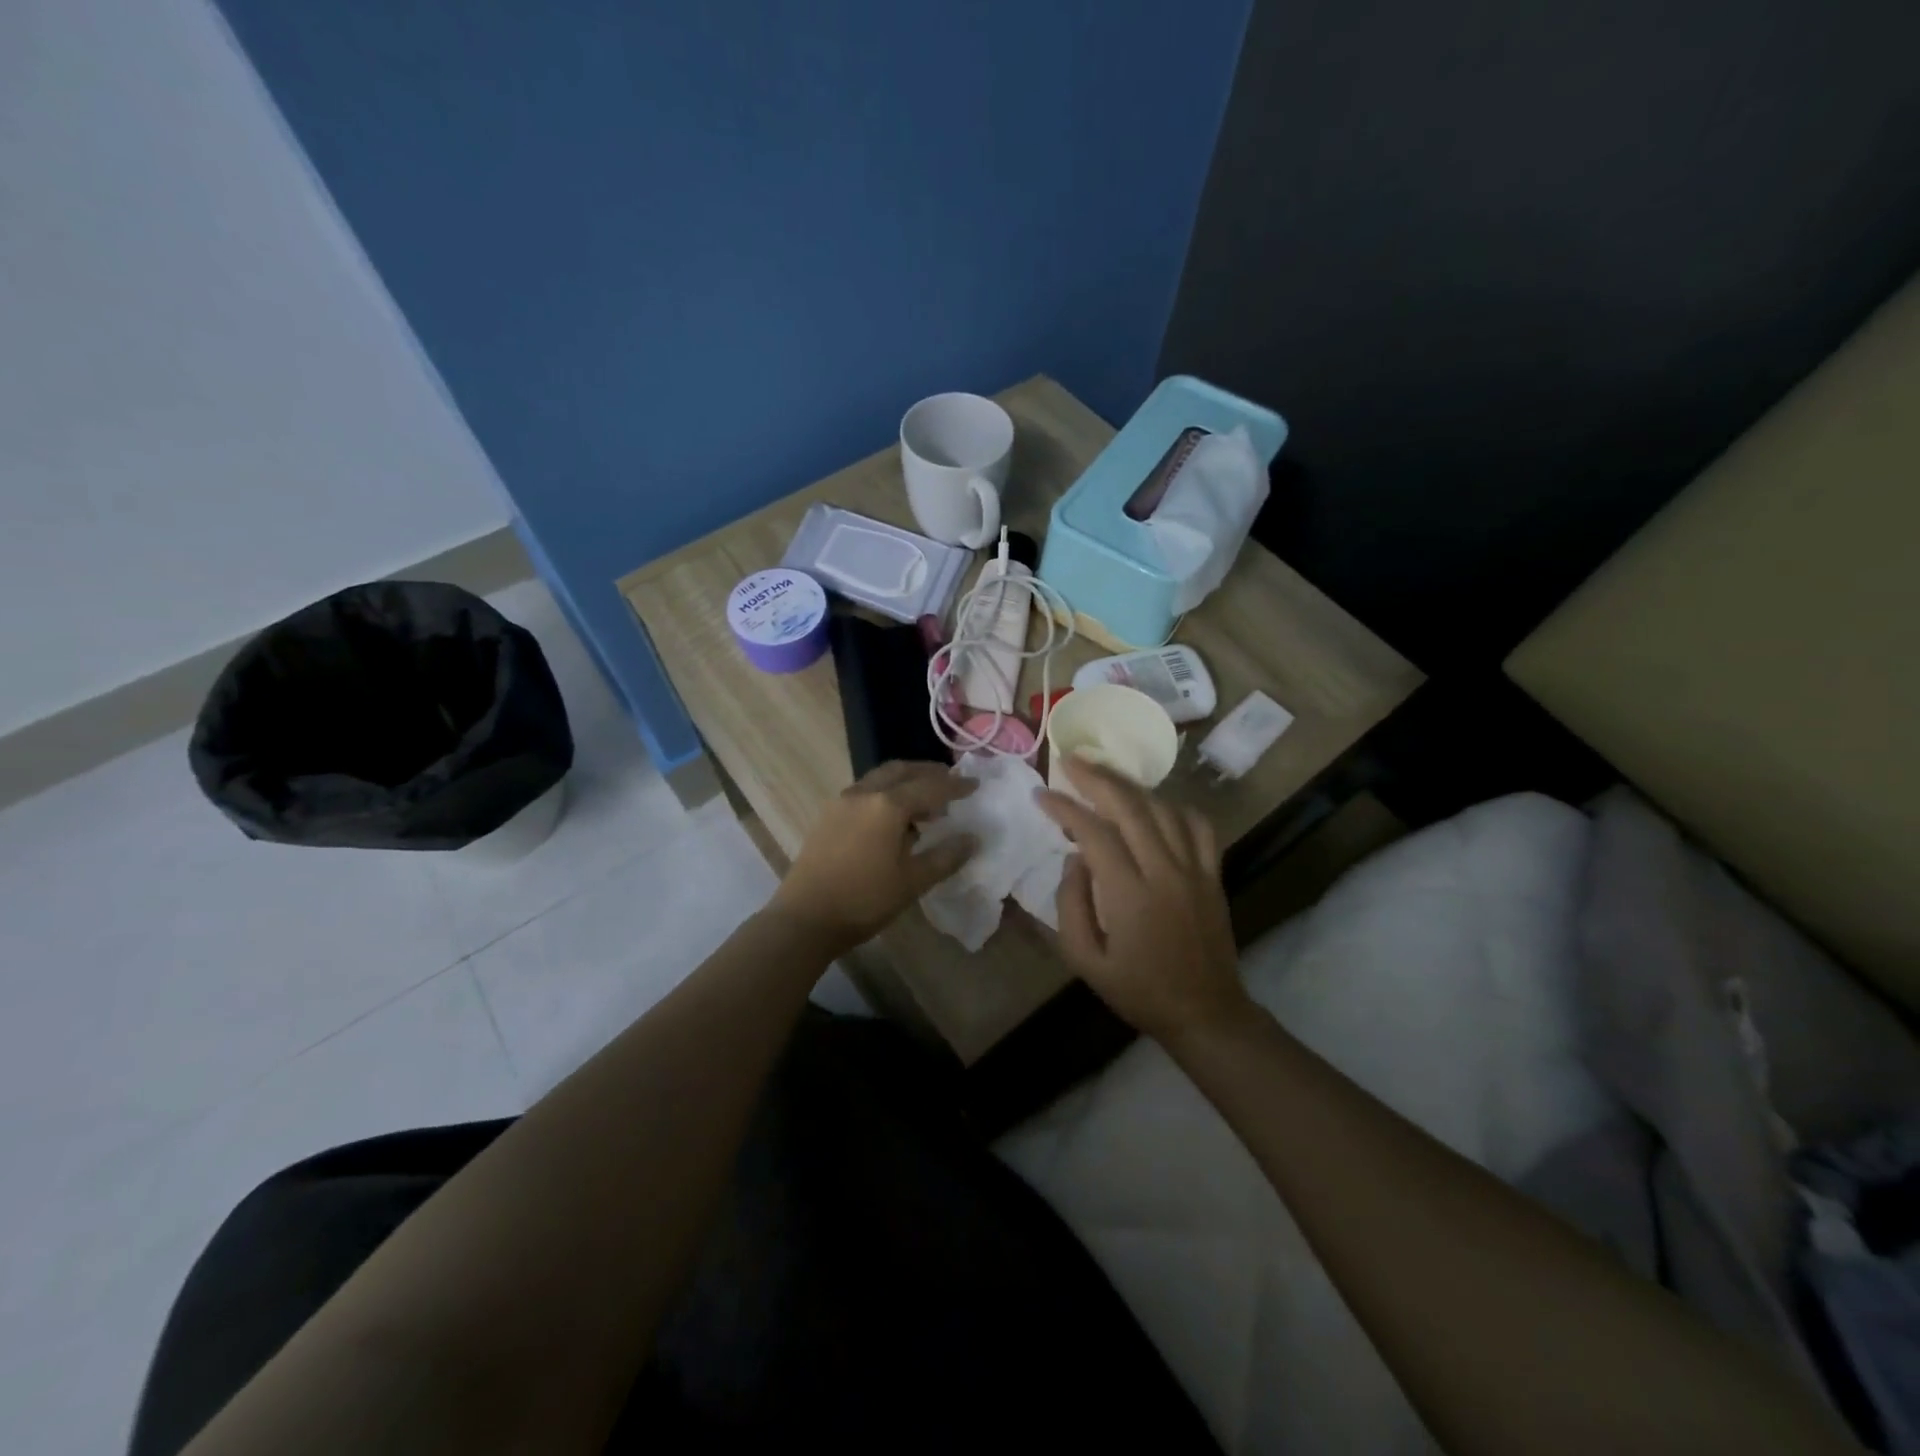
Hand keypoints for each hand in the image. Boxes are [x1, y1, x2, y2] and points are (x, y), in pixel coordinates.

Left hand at [769, 760, 976, 953]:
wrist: (805, 918)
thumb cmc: (865, 900)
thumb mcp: (913, 881)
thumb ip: (946, 856)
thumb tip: (972, 838)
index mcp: (887, 805)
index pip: (930, 786)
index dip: (955, 785)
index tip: (975, 785)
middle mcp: (863, 793)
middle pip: (901, 771)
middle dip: (927, 773)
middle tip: (950, 782)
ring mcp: (841, 802)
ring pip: (879, 779)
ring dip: (905, 783)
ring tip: (925, 803)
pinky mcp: (827, 816)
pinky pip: (864, 793)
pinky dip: (885, 794)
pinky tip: (894, 819)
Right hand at [1035, 756, 1247, 1043]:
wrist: (1205, 1012)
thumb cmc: (1138, 990)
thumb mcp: (1085, 961)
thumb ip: (1071, 904)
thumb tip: (1074, 858)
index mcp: (1130, 895)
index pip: (1094, 833)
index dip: (1065, 808)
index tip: (1042, 795)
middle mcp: (1165, 872)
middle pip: (1131, 807)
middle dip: (1096, 777)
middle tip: (1070, 761)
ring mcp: (1196, 870)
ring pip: (1164, 808)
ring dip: (1131, 786)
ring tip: (1104, 776)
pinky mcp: (1214, 874)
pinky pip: (1199, 825)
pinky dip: (1175, 806)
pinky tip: (1155, 804)